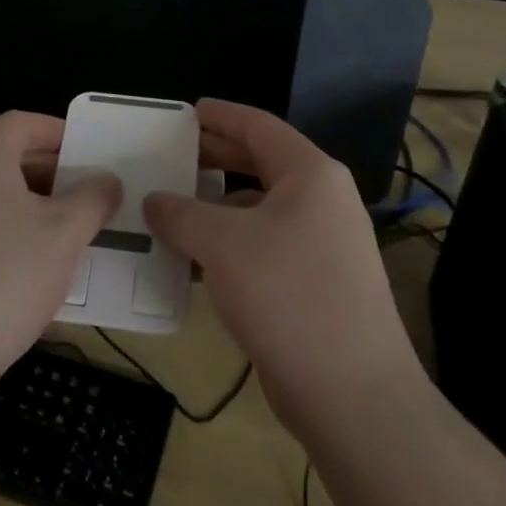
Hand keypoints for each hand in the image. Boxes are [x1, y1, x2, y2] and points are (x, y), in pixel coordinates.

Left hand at [0, 111, 120, 413]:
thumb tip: (107, 180)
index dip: (58, 131)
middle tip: (93, 197)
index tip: (92, 152)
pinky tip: (41, 274)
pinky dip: (14, 239)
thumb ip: (93, 199)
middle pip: (9, 159)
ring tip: (77, 236)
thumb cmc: (4, 278)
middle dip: (55, 174)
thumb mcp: (64, 235)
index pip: (21, 122)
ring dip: (38, 211)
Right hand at [143, 99, 425, 434]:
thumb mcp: (222, 244)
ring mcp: (322, 245)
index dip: (221, 116)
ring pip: (258, 210)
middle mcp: (322, 202)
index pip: (260, 127)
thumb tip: (153, 201)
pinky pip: (262, 247)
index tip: (187, 112)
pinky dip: (227, 245)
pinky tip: (191, 260)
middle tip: (170, 156)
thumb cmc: (287, 295)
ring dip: (215, 208)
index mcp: (311, 175)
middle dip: (214, 160)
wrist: (351, 393)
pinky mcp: (314, 284)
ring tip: (169, 208)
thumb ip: (181, 214)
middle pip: (260, 165)